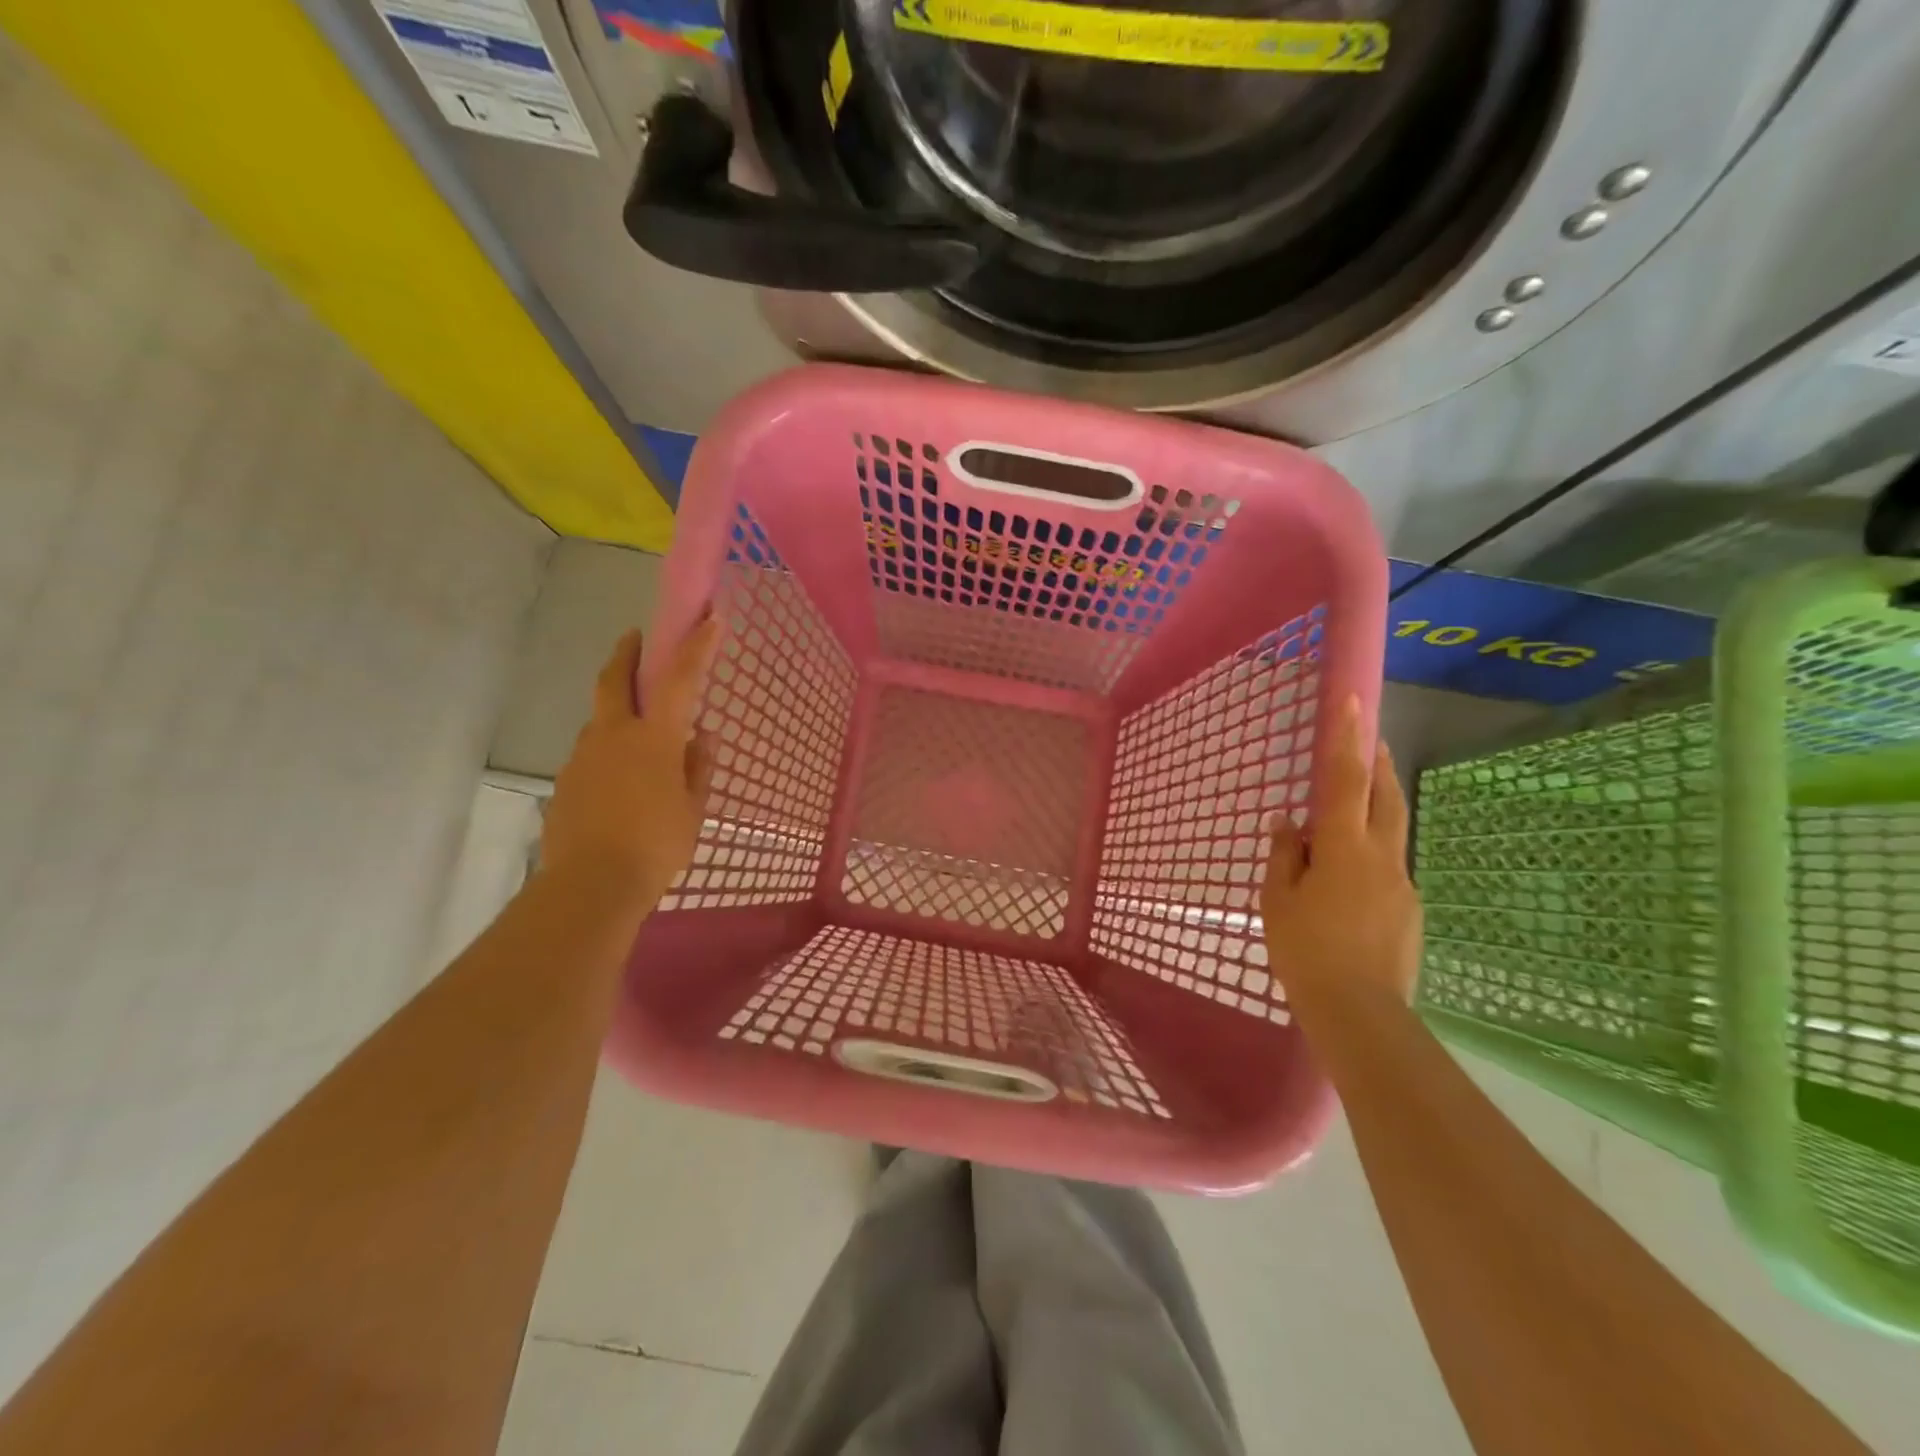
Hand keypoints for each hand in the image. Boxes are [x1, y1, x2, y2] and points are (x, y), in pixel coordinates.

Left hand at [541, 619, 718, 915]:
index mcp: (653, 738)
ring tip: (638, 739)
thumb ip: (698, 768)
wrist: (591, 885)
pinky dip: (607, 753)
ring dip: (616, 713)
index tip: (709, 621)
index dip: (695, 647)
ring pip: (600, 721)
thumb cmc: (656, 845)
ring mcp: (582, 757)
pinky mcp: (565, 782)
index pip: (679, 680)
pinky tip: (619, 783)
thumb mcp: (692, 809)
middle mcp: (613, 735)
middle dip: (626, 653)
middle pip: (613, 679)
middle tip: (635, 638)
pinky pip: (591, 756)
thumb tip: (701, 738)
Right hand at [1261, 695, 1421, 1007]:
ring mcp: (1401, 884)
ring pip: (1392, 832)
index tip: (1353, 700)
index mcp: (1344, 847)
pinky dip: (1371, 854)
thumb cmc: (1306, 950)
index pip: (1346, 779)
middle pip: (1386, 797)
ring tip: (1355, 807)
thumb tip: (1288, 822)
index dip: (1347, 737)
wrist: (1360, 1013)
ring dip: (1378, 807)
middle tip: (1371, 740)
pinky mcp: (1409, 910)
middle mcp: (1382, 856)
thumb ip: (1284, 855)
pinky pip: (1388, 868)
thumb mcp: (1278, 900)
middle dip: (1379, 764)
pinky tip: (1350, 880)